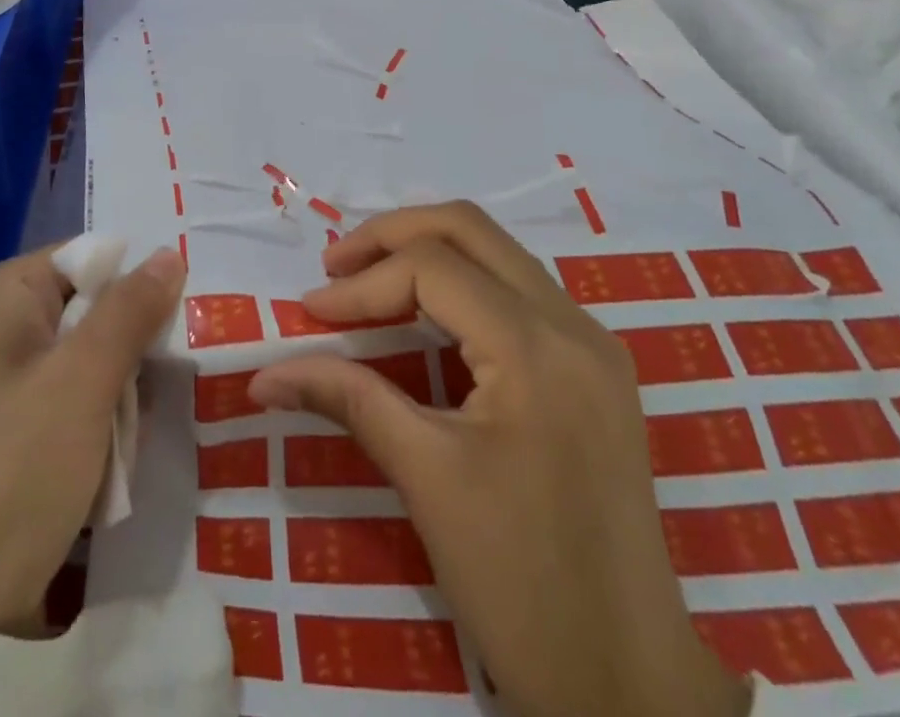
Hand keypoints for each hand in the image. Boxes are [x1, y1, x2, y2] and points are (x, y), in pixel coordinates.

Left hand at [0, 244, 185, 636]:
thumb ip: (130, 310)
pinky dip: (104, 424)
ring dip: (124, 393)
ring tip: (131, 434)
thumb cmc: (19, 466)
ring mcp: (8, 381)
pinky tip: (114, 461)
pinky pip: (79, 401)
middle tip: (163, 380)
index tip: (182, 315)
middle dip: (132, 347)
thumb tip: (170, 252)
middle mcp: (3, 326)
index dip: (136, 282)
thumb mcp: (84, 379)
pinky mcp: (18, 429)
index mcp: (6, 294)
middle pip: (95, 308)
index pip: (90, 256)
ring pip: (95, 359)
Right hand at [249, 203, 749, 716]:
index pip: (430, 268)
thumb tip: (265, 375)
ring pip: (497, 251)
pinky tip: (423, 315)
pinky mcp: (594, 368)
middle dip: (392, 234)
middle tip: (337, 266)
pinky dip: (462, 283)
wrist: (634, 689)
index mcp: (536, 347)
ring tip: (368, 283)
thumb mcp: (426, 479)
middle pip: (469, 228)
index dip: (361, 284)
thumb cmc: (524, 586)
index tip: (309, 315)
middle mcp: (572, 323)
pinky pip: (518, 290)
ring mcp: (591, 343)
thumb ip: (347, 399)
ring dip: (427, 253)